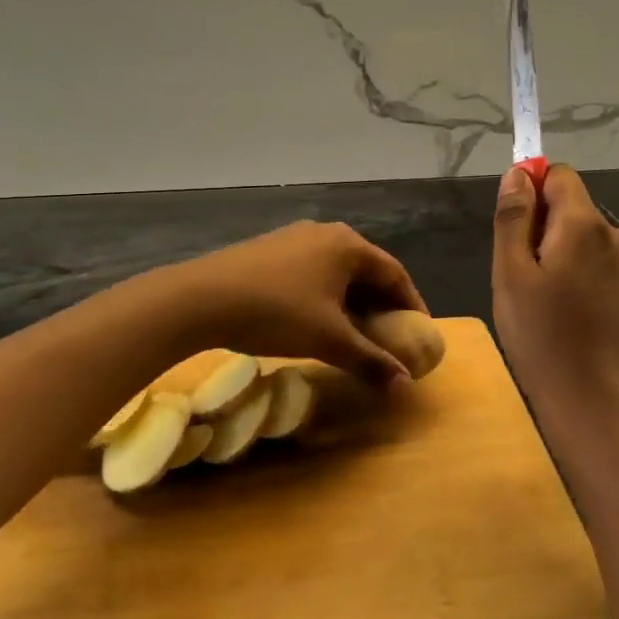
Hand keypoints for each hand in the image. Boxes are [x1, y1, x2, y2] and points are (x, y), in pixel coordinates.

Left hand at [170, 220, 428, 382]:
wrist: (199, 299)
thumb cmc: (276, 312)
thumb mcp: (329, 340)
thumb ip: (370, 361)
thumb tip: (404, 385)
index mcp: (349, 246)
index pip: (395, 274)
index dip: (411, 305)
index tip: (418, 333)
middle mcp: (326, 233)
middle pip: (367, 270)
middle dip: (381, 305)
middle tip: (388, 335)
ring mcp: (294, 237)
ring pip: (337, 272)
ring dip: (351, 302)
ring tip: (353, 332)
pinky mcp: (268, 249)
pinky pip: (311, 271)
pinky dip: (325, 296)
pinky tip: (314, 320)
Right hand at [492, 164, 618, 424]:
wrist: (595, 404)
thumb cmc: (541, 338)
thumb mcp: (511, 274)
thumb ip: (514, 217)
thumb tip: (519, 172)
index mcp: (584, 224)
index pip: (560, 175)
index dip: (533, 189)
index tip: (514, 228)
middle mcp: (617, 235)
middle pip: (574, 208)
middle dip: (545, 228)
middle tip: (523, 277)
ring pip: (588, 240)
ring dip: (564, 254)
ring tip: (547, 303)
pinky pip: (604, 266)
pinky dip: (584, 277)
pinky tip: (573, 317)